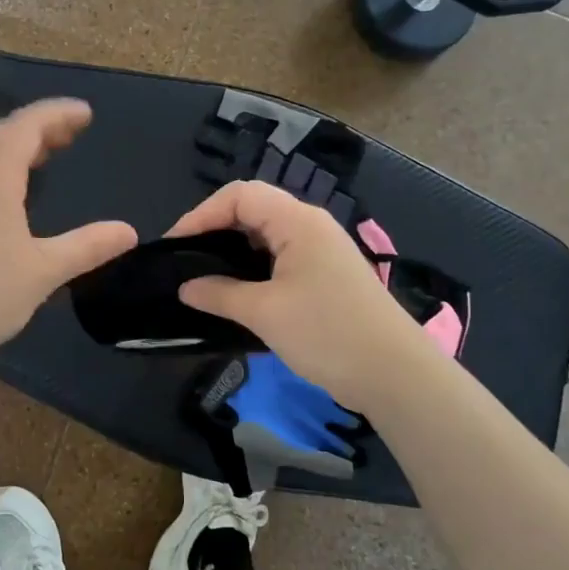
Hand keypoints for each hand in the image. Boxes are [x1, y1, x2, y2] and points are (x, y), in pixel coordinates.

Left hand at [0, 98, 135, 362]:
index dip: (57, 114)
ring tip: (49, 155)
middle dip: (40, 126)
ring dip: (18, 146)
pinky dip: (2, 168)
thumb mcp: (43, 271)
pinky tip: (13, 195)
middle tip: (72, 133)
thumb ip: (87, 247)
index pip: (26, 126)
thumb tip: (129, 232)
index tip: (86, 113)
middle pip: (3, 133)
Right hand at [167, 180, 425, 408]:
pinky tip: (236, 294)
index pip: (240, 195)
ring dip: (233, 251)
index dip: (202, 213)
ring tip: (203, 276)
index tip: (174, 246)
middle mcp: (311, 226)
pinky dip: (253, 269)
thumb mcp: (265, 313)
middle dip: (215, 229)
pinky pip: (280, 259)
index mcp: (298, 221)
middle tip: (185, 260)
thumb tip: (185, 288)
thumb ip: (220, 294)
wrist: (394, 374)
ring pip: (266, 236)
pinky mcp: (326, 277)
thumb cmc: (327, 333)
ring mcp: (322, 252)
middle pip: (253, 210)